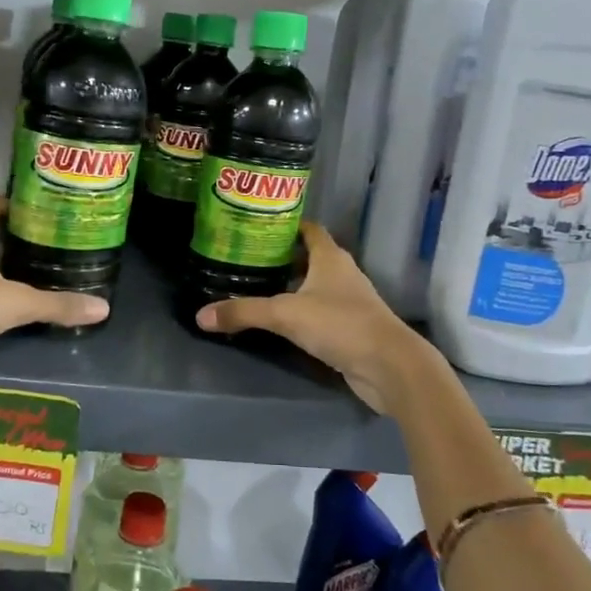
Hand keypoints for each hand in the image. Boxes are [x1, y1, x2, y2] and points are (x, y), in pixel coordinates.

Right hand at [194, 222, 431, 413]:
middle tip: (248, 258)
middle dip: (282, 257)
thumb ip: (244, 312)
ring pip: (315, 285)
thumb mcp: (285, 315)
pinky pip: (320, 311)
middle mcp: (342, 273)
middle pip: (310, 257)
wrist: (389, 366)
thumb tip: (200, 316)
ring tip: (258, 287)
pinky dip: (302, 311)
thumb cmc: (340, 324)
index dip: (287, 224)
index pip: (309, 229)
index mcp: (330, 257)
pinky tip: (281, 321)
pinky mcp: (350, 328)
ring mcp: (349, 301)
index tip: (259, 225)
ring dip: (292, 285)